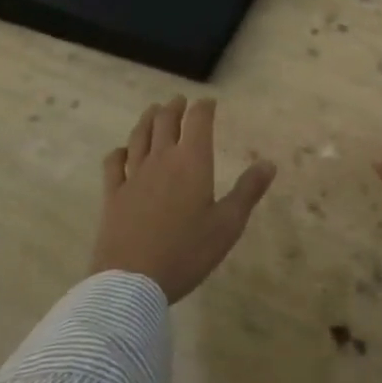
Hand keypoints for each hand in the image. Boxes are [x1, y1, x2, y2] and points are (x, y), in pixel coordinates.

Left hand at [92, 96, 276, 303]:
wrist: (132, 281)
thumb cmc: (186, 252)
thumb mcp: (227, 225)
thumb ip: (248, 191)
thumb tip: (269, 163)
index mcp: (192, 162)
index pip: (198, 121)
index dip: (204, 107)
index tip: (208, 102)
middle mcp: (162, 159)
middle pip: (165, 121)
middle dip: (174, 107)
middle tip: (179, 101)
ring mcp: (133, 175)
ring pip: (139, 136)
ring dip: (148, 119)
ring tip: (153, 111)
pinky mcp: (112, 195)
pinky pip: (113, 163)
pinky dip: (120, 151)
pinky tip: (122, 152)